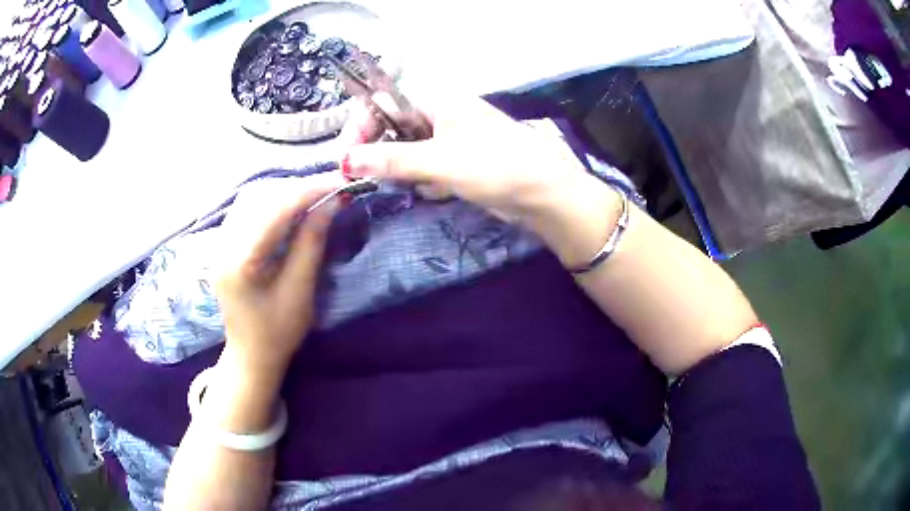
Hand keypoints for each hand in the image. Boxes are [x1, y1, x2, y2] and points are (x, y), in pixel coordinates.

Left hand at [215, 172, 344, 380]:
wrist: (250, 355)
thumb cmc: (278, 332)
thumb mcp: (300, 291)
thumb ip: (311, 243)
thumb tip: (330, 203)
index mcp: (241, 262)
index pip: (275, 210)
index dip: (309, 190)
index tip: (340, 181)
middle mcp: (223, 245)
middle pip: (260, 196)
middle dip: (298, 186)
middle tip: (331, 187)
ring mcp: (219, 242)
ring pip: (252, 197)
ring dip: (284, 190)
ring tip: (313, 194)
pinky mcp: (223, 243)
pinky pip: (247, 208)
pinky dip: (272, 200)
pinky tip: (290, 205)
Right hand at [340, 96, 621, 266]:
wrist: (545, 195)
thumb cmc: (496, 166)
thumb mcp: (440, 161)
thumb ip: (391, 159)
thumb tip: (345, 160)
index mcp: (437, 100)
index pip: (383, 103)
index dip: (360, 127)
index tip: (346, 159)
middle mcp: (440, 114)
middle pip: (392, 128)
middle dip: (383, 154)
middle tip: (373, 178)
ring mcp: (450, 138)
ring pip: (408, 151)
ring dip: (406, 171)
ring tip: (421, 183)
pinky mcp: (458, 161)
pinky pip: (426, 167)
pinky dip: (426, 180)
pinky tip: (439, 190)